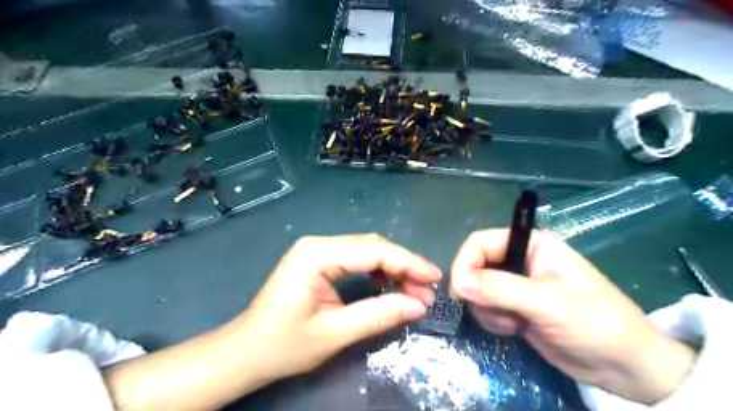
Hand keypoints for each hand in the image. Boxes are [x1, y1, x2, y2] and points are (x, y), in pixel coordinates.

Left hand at [233, 234, 439, 381]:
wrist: (246, 350)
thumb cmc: (283, 345)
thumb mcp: (334, 333)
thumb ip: (378, 315)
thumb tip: (418, 305)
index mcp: (317, 255)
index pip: (373, 251)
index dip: (408, 263)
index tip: (435, 277)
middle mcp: (318, 243)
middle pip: (372, 247)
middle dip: (403, 266)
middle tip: (427, 291)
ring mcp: (317, 249)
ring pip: (367, 250)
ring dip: (392, 268)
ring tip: (412, 291)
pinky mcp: (319, 259)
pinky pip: (356, 258)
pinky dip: (377, 271)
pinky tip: (387, 286)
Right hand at [449, 230, 694, 405]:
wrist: (625, 367)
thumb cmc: (593, 323)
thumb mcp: (546, 303)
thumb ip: (499, 289)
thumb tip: (457, 283)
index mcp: (530, 244)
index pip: (480, 242)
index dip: (464, 262)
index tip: (458, 291)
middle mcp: (520, 259)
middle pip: (475, 266)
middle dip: (478, 292)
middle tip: (495, 312)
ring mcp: (516, 284)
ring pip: (477, 289)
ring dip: (487, 309)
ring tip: (514, 323)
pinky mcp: (515, 306)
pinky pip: (486, 307)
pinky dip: (493, 319)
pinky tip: (516, 329)